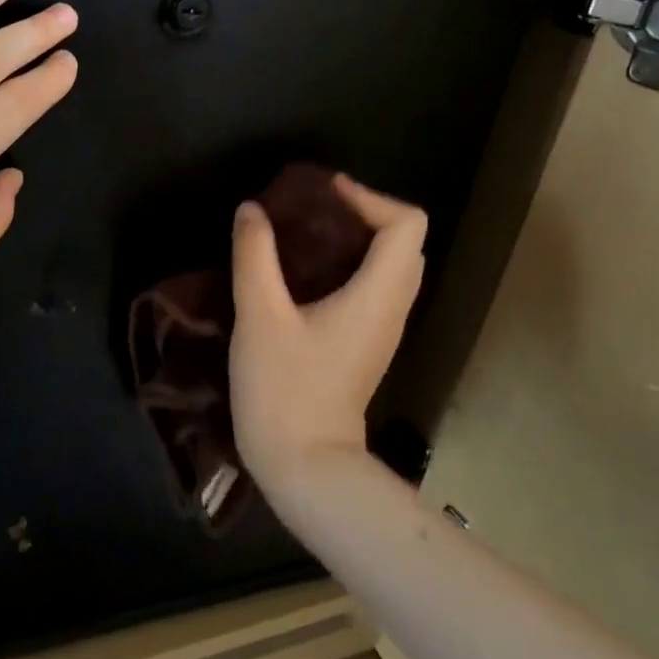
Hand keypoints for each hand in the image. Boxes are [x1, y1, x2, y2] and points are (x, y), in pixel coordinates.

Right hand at [227, 175, 427, 487]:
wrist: (305, 466)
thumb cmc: (284, 390)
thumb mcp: (259, 317)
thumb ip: (255, 256)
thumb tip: (252, 210)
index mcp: (377, 296)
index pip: (406, 225)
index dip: (370, 197)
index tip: (325, 192)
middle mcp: (391, 308)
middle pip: (405, 241)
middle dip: (365, 212)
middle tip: (315, 206)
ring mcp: (383, 329)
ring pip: (392, 265)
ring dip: (359, 237)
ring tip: (308, 230)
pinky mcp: (366, 344)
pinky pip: (375, 286)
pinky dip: (351, 263)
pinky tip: (306, 270)